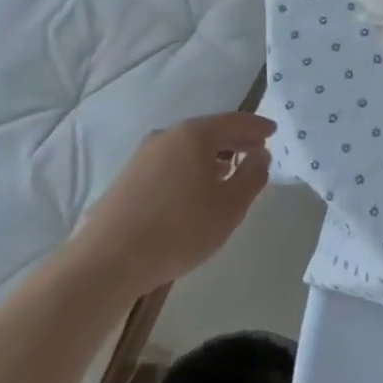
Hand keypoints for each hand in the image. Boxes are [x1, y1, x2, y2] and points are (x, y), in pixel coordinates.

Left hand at [77, 113, 274, 288]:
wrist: (108, 261)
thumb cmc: (180, 228)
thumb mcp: (231, 205)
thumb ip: (253, 175)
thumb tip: (260, 154)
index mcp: (194, 135)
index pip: (234, 121)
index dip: (257, 126)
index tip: (273, 131)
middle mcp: (167, 136)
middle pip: (210, 131)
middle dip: (235, 140)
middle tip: (256, 151)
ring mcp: (144, 156)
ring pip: (188, 148)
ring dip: (212, 156)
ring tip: (228, 173)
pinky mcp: (129, 178)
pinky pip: (171, 163)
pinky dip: (191, 168)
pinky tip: (195, 190)